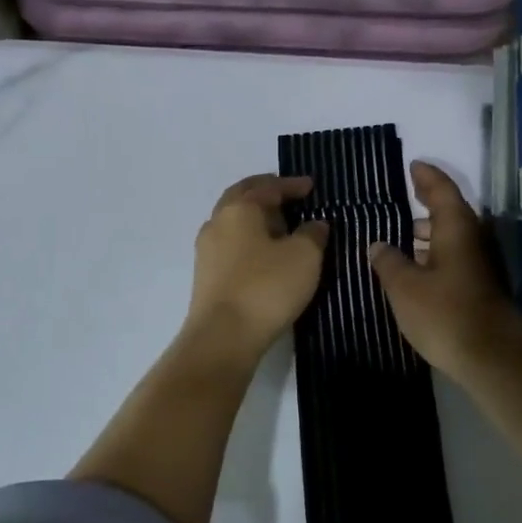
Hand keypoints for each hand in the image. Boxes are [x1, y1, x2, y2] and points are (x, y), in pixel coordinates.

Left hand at [185, 175, 329, 357]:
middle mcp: (217, 222)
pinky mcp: (206, 275)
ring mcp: (207, 250)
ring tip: (281, 226)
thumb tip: (314, 224)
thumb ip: (312, 234)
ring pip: (233, 222)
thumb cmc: (266, 287)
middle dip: (265, 193)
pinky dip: (249, 239)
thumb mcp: (304, 257)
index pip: (268, 187)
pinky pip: (231, 245)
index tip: (311, 186)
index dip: (292, 185)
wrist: (223, 337)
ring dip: (256, 218)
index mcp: (239, 208)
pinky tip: (265, 253)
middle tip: (288, 196)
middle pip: (242, 197)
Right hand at [371, 162, 521, 383]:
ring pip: (453, 237)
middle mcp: (473, 240)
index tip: (413, 164)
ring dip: (429, 233)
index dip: (426, 176)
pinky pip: (455, 257)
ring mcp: (481, 264)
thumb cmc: (445, 315)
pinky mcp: (481, 287)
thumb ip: (389, 261)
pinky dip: (435, 254)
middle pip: (450, 212)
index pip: (442, 190)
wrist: (491, 359)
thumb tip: (378, 244)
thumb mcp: (405, 287)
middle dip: (426, 204)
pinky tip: (416, 267)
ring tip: (401, 234)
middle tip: (401, 198)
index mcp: (457, 229)